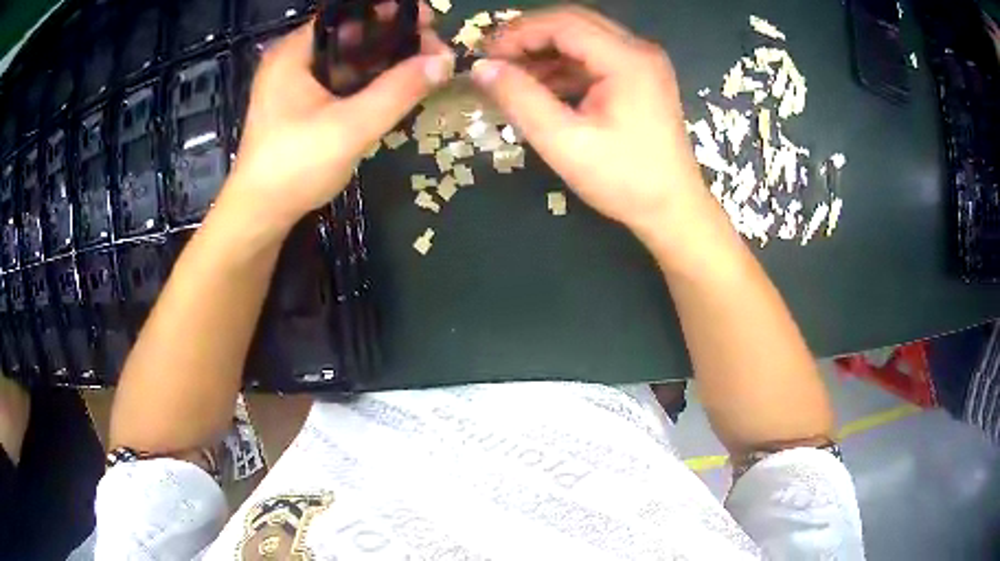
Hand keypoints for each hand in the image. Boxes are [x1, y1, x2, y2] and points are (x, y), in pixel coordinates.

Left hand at [224, 5, 454, 229]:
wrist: (260, 215)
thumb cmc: (295, 166)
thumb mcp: (351, 126)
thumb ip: (399, 90)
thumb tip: (445, 60)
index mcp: (294, 53)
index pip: (346, 14)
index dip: (388, 13)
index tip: (426, 22)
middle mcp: (291, 61)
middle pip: (349, 35)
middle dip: (391, 37)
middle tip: (431, 48)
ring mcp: (293, 86)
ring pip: (346, 59)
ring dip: (382, 61)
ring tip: (421, 66)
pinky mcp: (299, 107)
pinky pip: (340, 82)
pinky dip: (367, 81)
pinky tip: (393, 89)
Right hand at [472, 8, 713, 242]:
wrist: (673, 210)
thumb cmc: (624, 180)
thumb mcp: (564, 142)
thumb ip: (520, 99)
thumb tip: (482, 67)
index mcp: (627, 59)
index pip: (563, 23)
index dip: (518, 32)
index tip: (485, 55)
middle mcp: (639, 50)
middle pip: (574, 23)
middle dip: (529, 37)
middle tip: (495, 60)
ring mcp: (643, 63)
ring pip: (584, 39)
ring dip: (545, 52)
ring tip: (511, 77)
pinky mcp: (641, 78)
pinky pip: (595, 58)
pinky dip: (565, 66)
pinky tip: (541, 87)